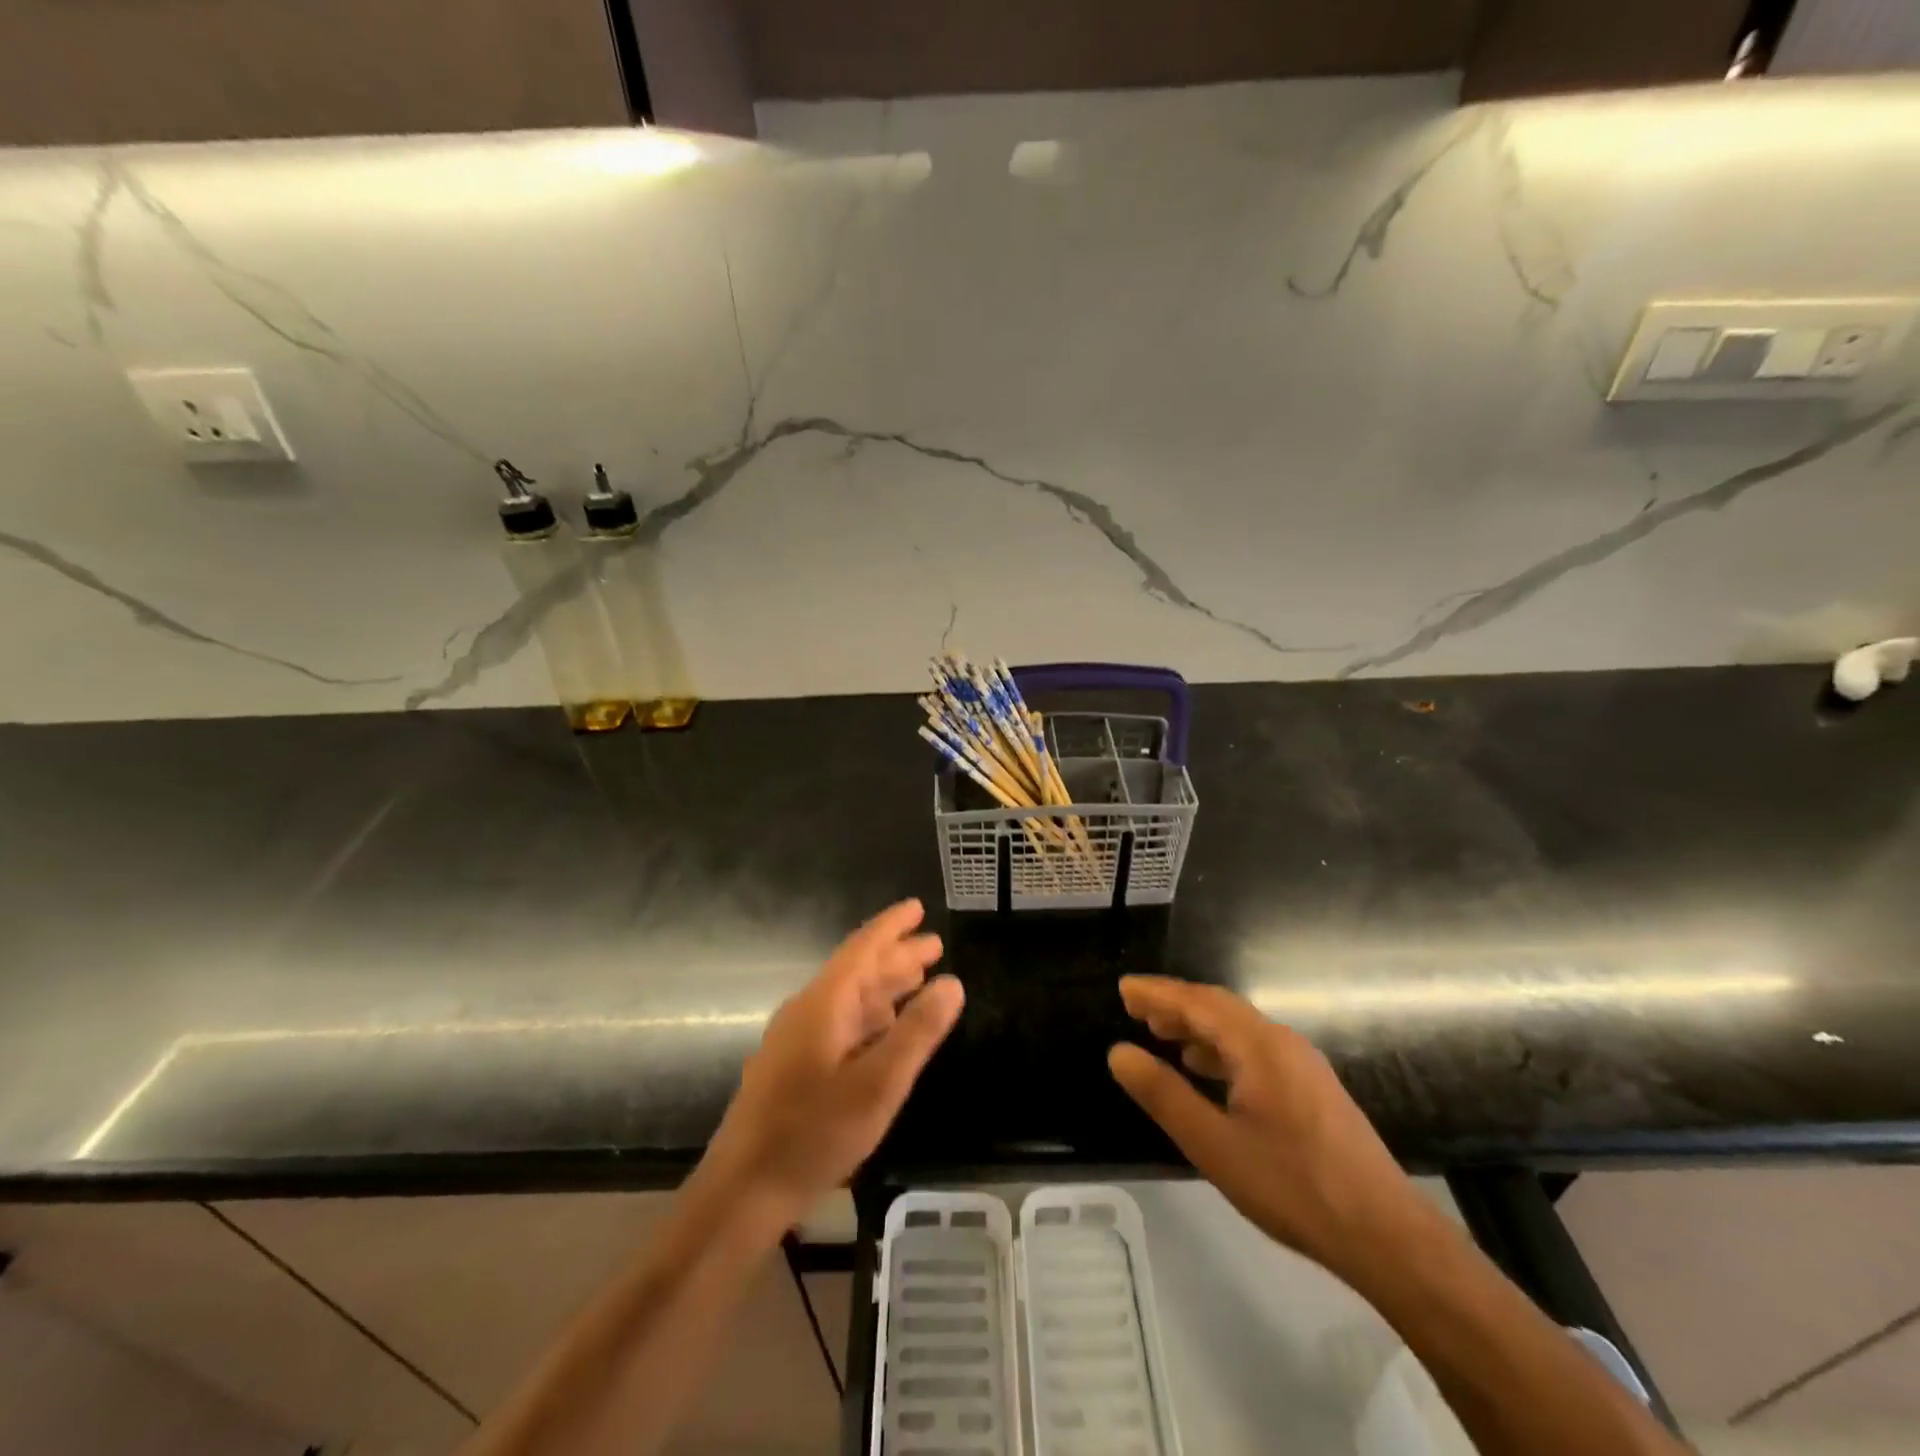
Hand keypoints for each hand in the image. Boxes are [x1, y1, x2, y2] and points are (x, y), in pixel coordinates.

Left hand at [702, 899, 964, 1230]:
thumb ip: (917, 1032)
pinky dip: (871, 1016)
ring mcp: (797, 1039)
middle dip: (897, 956)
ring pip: (850, 998)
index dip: (892, 926)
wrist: (742, 1192)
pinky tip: (887, 1027)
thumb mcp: (878, 1085)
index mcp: (824, 1003)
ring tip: (920, 977)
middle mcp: (808, 1010)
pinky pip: (841, 1023)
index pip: (863, 948)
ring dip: (885, 985)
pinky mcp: (794, 1066)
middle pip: (858, 971)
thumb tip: (953, 982)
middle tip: (935, 946)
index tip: (918, 907)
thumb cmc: (813, 1134)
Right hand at [1108, 976, 1432, 1280]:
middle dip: (1175, 1004)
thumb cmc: (1293, 1186)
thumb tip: (1119, 1053)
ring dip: (1198, 1025)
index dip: (1156, 992)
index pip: (1197, 1002)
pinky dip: (1221, 1048)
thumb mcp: (1213, 1145)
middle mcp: (1282, 1042)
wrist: (1386, 1236)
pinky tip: (1208, 1071)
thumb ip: (1163, 1094)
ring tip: (1162, 1036)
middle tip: (1135, 1010)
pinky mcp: (1312, 1088)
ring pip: (1238, 1028)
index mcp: (1258, 1045)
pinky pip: (1255, 1049)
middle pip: (1219, 1007)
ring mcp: (1302, 1064)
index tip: (1123, 988)